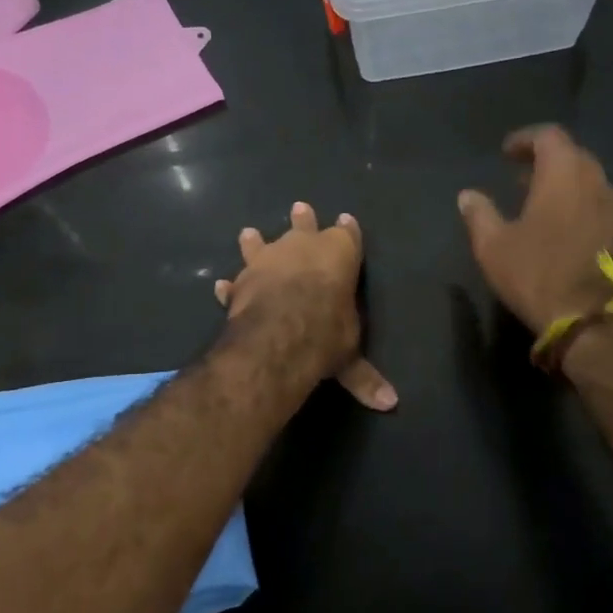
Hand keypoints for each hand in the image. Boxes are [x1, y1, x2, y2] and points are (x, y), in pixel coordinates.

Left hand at [213, 202, 396, 411]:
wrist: (279, 336)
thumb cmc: (328, 333)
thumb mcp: (351, 356)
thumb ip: (365, 376)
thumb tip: (390, 404)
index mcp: (339, 253)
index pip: (348, 234)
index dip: (348, 230)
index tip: (347, 220)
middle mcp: (302, 247)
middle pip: (304, 225)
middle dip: (303, 219)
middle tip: (300, 208)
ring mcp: (267, 260)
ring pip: (261, 243)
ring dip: (256, 241)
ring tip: (248, 233)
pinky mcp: (241, 281)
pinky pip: (235, 282)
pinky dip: (230, 286)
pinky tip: (222, 286)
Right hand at [457, 125, 612, 333]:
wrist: (585, 314)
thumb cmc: (534, 272)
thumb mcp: (492, 245)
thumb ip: (479, 214)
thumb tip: (467, 195)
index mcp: (562, 174)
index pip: (548, 136)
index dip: (525, 140)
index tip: (506, 152)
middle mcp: (592, 181)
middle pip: (571, 154)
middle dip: (545, 157)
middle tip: (519, 173)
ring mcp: (610, 206)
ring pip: (586, 177)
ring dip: (562, 179)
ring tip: (536, 196)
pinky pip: (595, 199)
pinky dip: (576, 199)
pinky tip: (558, 220)